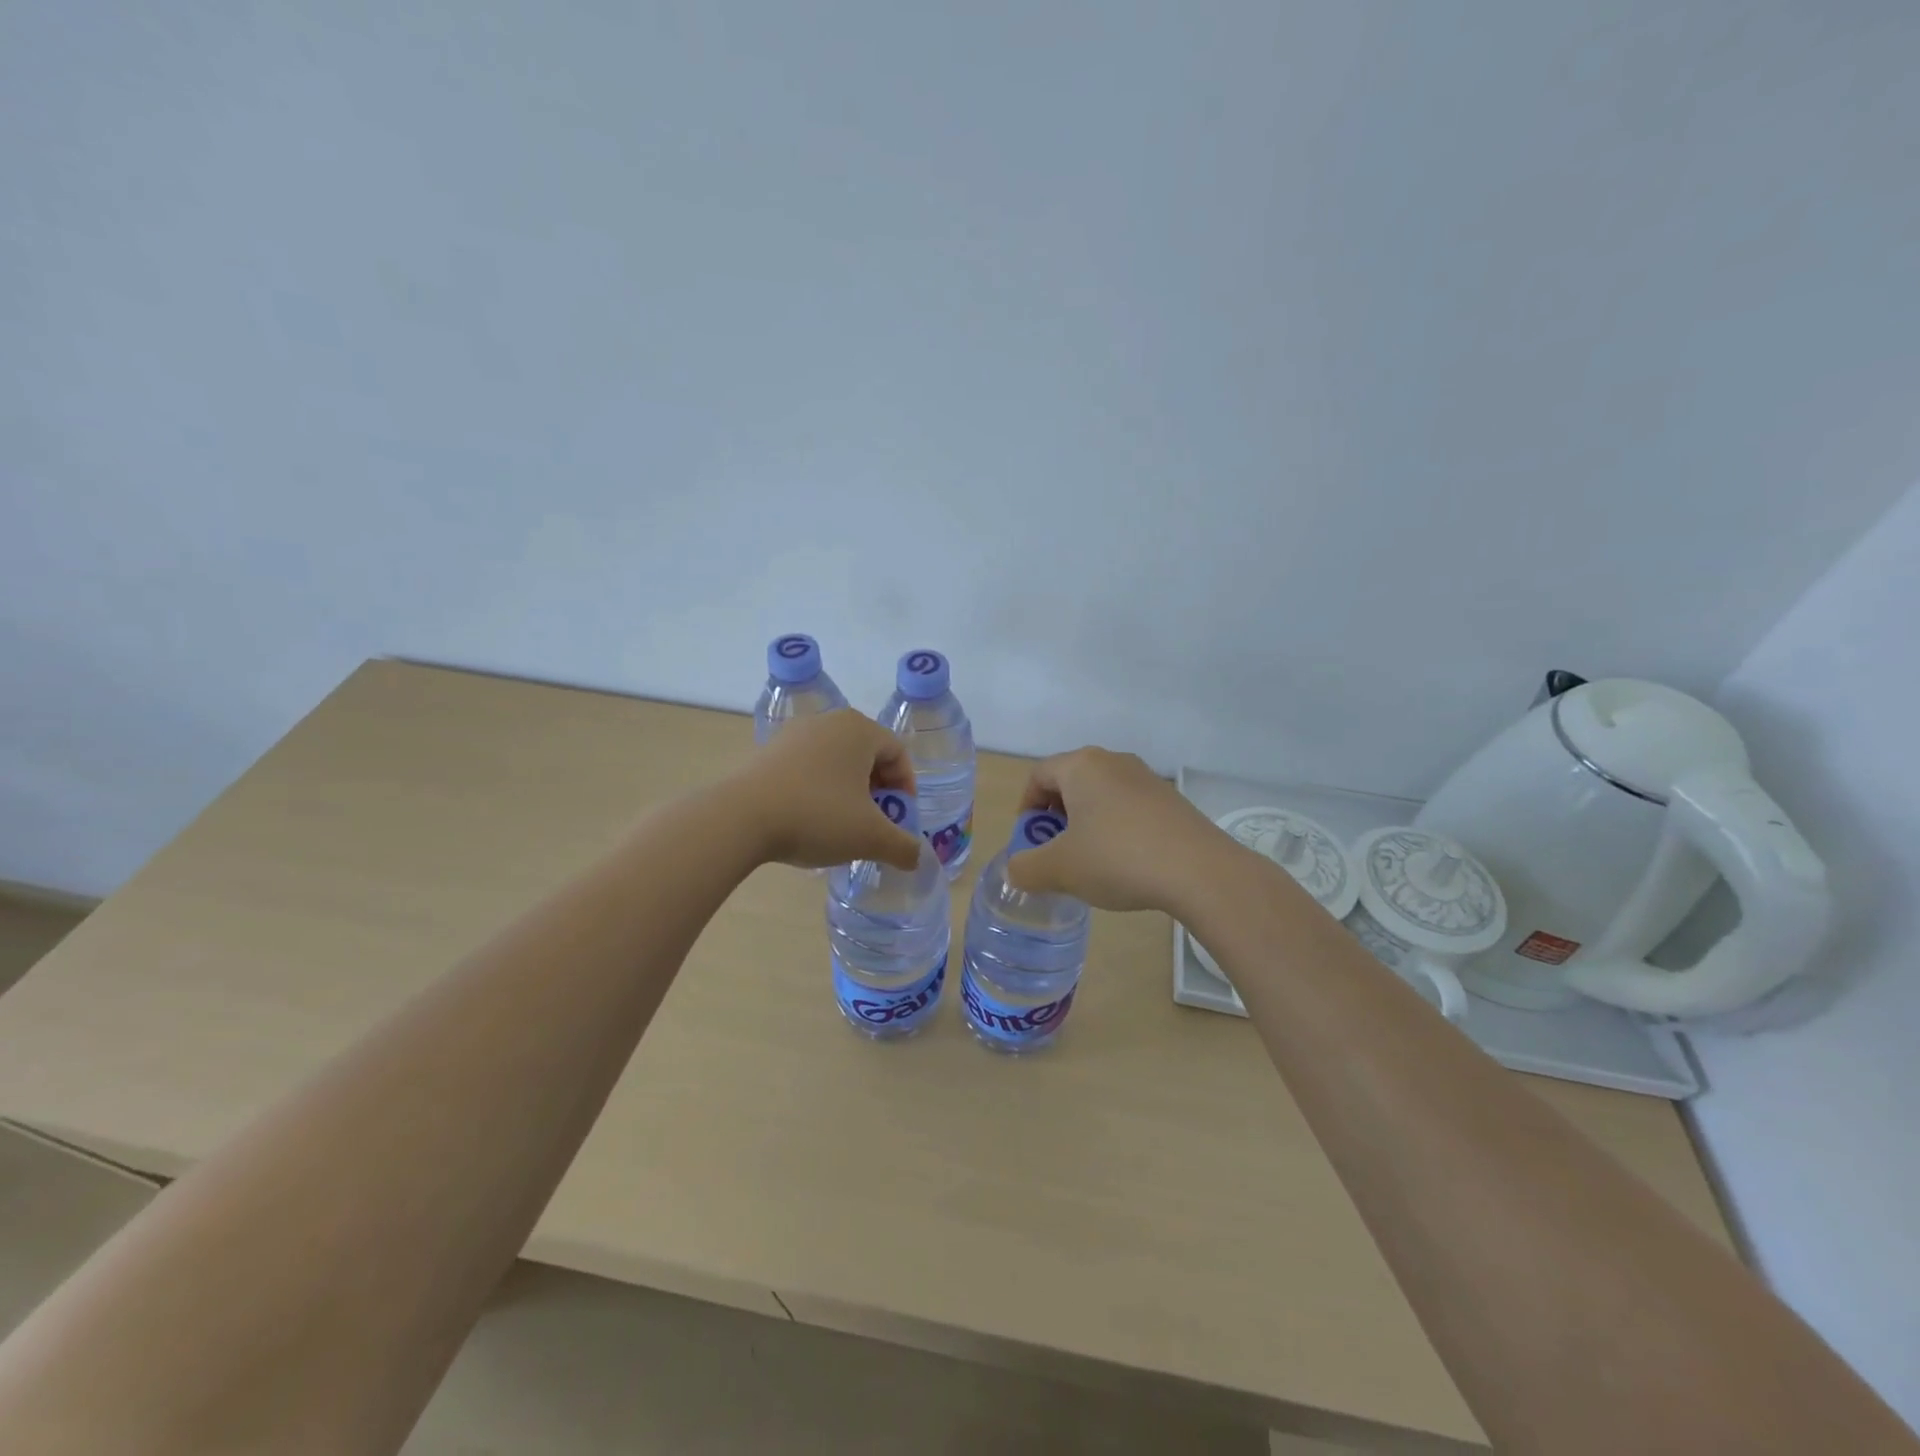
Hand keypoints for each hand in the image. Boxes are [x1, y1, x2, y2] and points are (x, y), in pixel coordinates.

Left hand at [735, 710, 923, 870]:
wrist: (740, 818)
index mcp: (859, 729)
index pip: (898, 753)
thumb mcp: (870, 837)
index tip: (900, 820)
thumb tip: (918, 858)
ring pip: (835, 762)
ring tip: (842, 826)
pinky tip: (809, 820)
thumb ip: (903, 848)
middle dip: (877, 791)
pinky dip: (818, 791)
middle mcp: (828, 722)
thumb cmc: (817, 816)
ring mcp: (793, 734)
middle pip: (867, 755)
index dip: (906, 788)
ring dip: (847, 792)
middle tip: (875, 824)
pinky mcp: (767, 752)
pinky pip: (806, 768)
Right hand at [1005, 747, 1221, 911]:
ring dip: (1086, 825)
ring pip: (1101, 796)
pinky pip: (1129, 808)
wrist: (1200, 871)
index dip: (1025, 808)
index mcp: (1081, 766)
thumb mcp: (1060, 869)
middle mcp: (1113, 761)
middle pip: (1070, 782)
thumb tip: (1016, 871)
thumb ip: (1026, 868)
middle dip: (1055, 818)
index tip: (1028, 842)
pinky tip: (1125, 863)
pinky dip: (1116, 830)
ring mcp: (1147, 779)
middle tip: (1055, 853)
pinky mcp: (1171, 800)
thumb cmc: (1117, 859)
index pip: (1038, 775)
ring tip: (1089, 862)